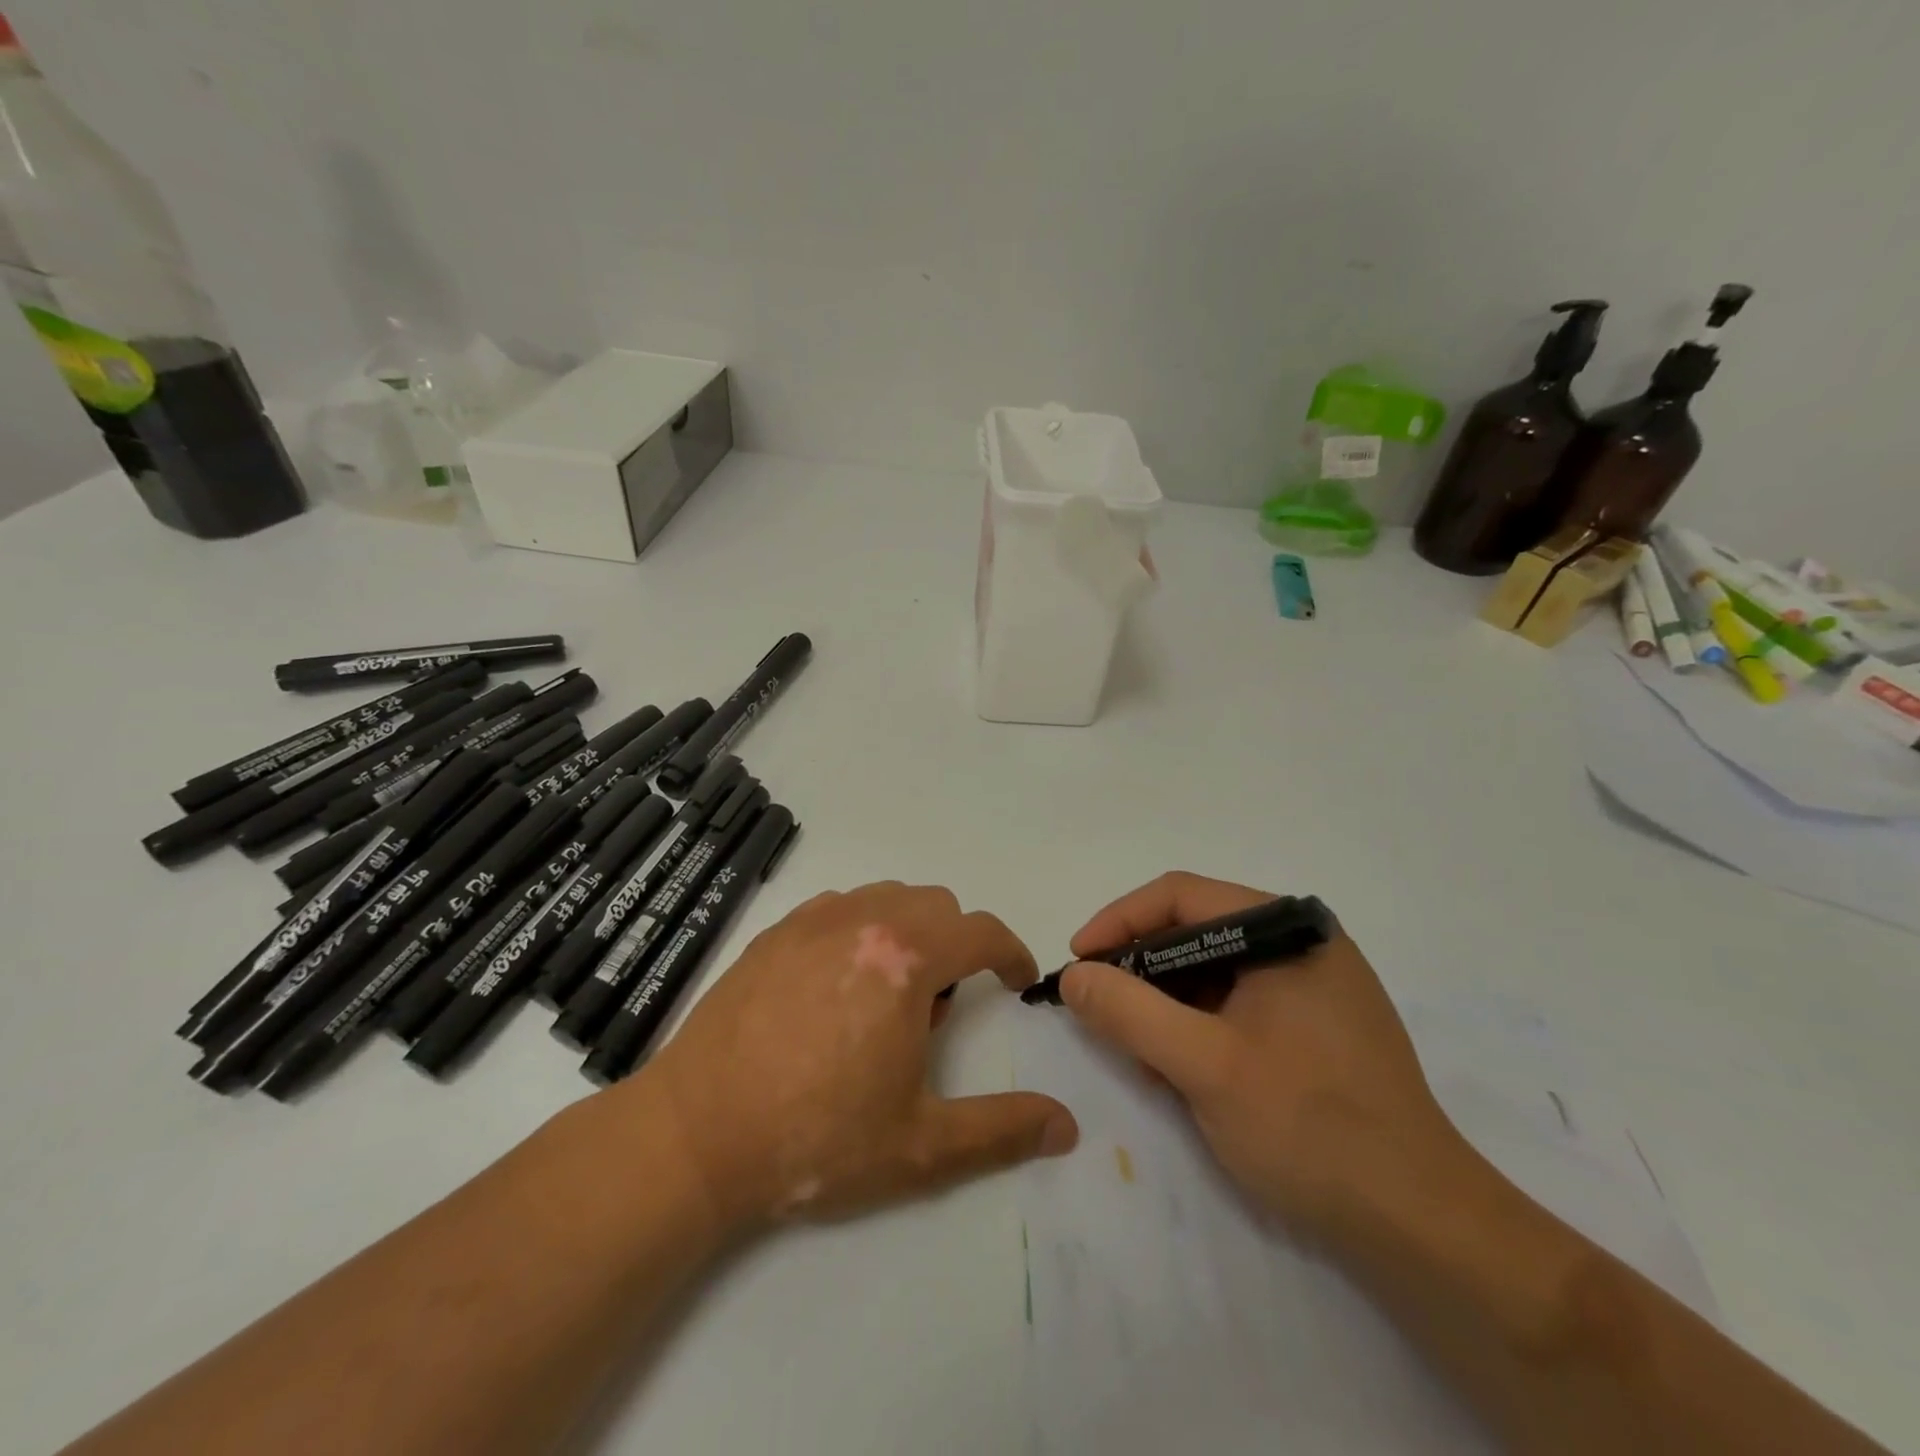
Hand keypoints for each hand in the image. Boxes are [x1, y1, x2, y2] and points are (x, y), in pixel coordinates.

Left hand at [628, 882, 1079, 1233]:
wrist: (695, 1135)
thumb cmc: (815, 1140)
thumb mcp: (920, 1147)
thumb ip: (1002, 1130)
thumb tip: (1067, 1125)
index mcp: (905, 960)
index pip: (981, 931)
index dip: (1011, 953)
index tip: (1017, 982)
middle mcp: (863, 920)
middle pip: (937, 905)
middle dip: (956, 947)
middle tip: (935, 1013)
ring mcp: (812, 920)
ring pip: (888, 898)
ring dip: (910, 933)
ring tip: (885, 999)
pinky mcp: (774, 931)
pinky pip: (840, 906)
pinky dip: (862, 929)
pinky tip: (837, 987)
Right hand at [1062, 872, 1461, 1236]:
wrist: (1422, 1226)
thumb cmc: (1309, 1127)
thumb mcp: (1203, 1066)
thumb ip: (1128, 1012)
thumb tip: (1074, 976)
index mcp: (1286, 930)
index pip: (1180, 896)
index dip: (1118, 922)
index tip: (1078, 962)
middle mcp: (1302, 943)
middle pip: (1195, 931)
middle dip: (1141, 970)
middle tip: (1100, 1011)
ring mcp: (1315, 985)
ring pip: (1213, 971)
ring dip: (1166, 1005)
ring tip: (1140, 1054)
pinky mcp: (1318, 1025)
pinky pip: (1238, 1003)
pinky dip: (1198, 1026)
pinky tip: (1182, 1070)